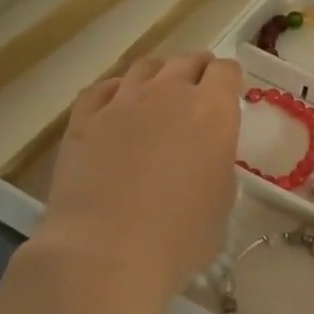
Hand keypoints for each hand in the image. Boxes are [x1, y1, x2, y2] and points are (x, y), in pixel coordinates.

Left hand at [35, 53, 242, 309]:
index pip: (226, 71)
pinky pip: (103, 88)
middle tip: (198, 91)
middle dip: (197, 71)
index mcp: (212, 111)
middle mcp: (168, 93)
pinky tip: (116, 106)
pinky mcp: (84, 118)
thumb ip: (217, 164)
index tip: (228, 94)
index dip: (229, 80)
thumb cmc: (179, 239)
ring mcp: (122, 101)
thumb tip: (205, 155)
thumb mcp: (221, 203)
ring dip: (158, 76)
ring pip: (145, 67)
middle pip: (187, 61)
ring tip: (158, 94)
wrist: (107, 253)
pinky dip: (116, 91)